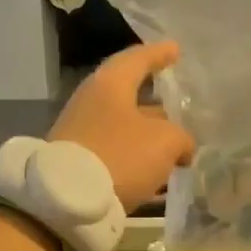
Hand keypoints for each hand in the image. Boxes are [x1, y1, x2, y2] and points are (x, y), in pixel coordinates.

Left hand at [50, 41, 195, 209]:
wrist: (68, 201)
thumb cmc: (120, 156)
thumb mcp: (165, 142)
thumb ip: (181, 138)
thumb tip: (183, 147)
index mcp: (110, 84)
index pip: (138, 59)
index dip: (160, 54)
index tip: (176, 49)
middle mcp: (92, 103)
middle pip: (131, 98)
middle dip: (158, 108)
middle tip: (182, 113)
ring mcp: (81, 134)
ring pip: (124, 130)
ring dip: (149, 139)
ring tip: (176, 152)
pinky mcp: (78, 162)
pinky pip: (115, 155)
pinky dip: (136, 160)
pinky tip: (156, 177)